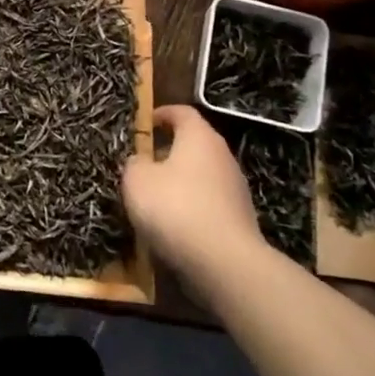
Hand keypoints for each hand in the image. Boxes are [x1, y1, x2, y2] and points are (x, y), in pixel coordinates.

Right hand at [123, 105, 261, 276]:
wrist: (225, 263)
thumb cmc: (175, 208)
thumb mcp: (137, 180)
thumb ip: (135, 163)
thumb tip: (142, 161)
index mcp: (199, 137)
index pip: (182, 112)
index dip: (161, 114)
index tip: (144, 124)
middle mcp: (222, 156)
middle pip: (193, 144)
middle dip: (167, 151)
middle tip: (142, 163)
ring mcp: (235, 189)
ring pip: (200, 175)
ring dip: (178, 181)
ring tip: (153, 198)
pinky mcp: (239, 219)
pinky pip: (208, 203)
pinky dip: (190, 207)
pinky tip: (172, 225)